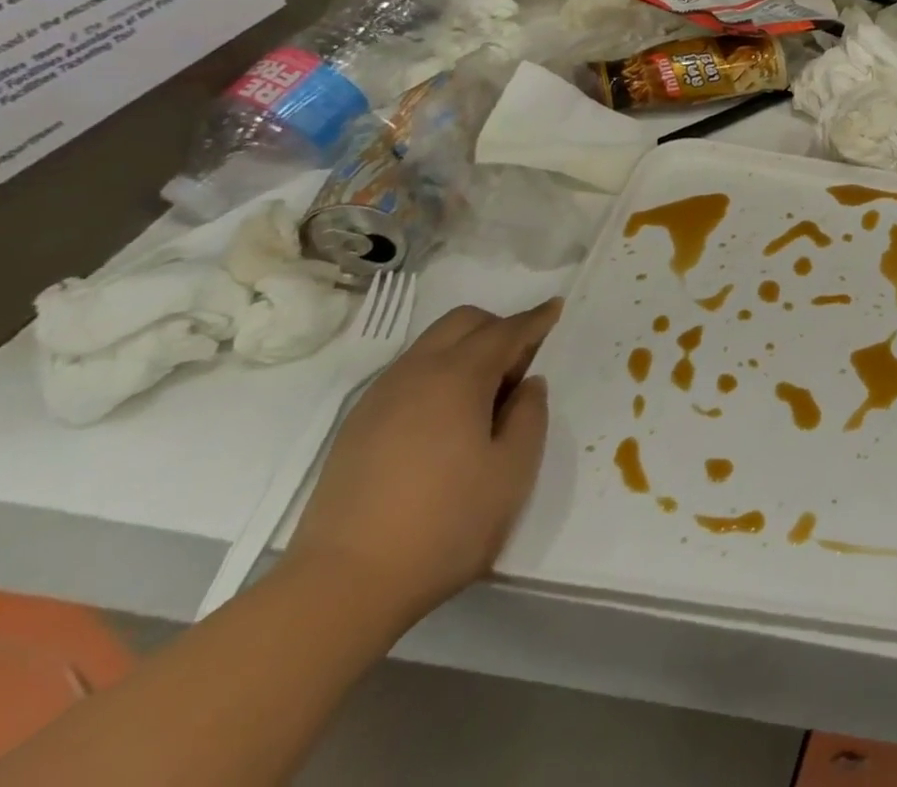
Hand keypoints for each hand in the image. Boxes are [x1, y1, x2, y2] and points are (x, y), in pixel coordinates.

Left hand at [286, 298, 562, 628]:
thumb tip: (528, 385)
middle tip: (521, 363)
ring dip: (465, 350)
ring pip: (431, 346)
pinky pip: (407, 375)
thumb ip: (530, 415)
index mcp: (458, 377)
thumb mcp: (513, 471)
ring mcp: (379, 399)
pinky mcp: (356, 428)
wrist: (340, 588)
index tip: (556, 308)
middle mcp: (416, 373)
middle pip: (462, 322)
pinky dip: (437, 374)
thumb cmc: (445, 525)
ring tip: (485, 396)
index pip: (506, 331)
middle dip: (498, 327)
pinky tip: (446, 420)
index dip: (536, 319)